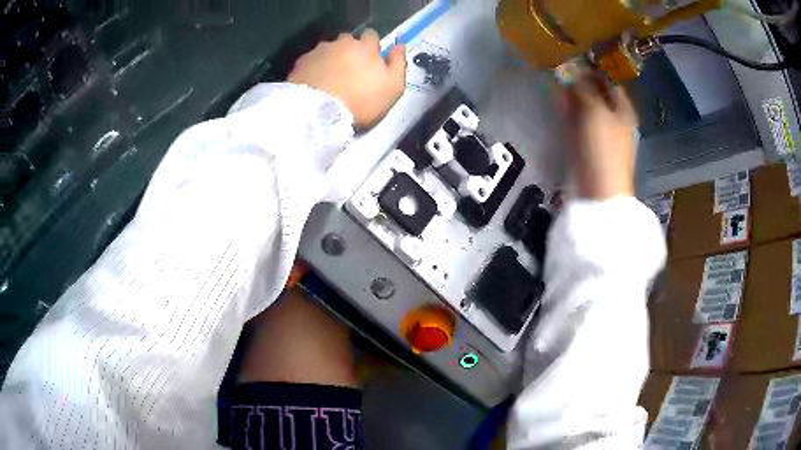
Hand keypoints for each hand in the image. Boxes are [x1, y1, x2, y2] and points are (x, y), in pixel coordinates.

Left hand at [288, 29, 406, 129]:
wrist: (318, 113)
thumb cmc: (362, 101)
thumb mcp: (393, 87)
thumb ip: (398, 63)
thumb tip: (399, 46)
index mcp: (365, 46)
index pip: (371, 36)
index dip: (371, 48)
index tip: (370, 61)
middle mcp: (341, 42)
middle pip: (347, 41)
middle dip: (349, 51)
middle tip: (349, 72)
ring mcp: (318, 51)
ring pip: (327, 50)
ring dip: (330, 60)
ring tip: (330, 80)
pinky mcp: (300, 63)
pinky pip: (310, 62)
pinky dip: (314, 69)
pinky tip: (315, 84)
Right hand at [562, 73, 637, 199]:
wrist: (599, 191)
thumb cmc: (603, 148)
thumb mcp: (596, 112)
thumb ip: (584, 88)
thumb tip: (573, 69)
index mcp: (623, 109)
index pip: (609, 81)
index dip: (593, 70)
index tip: (573, 60)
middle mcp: (614, 118)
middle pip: (596, 93)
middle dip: (579, 82)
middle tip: (560, 70)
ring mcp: (600, 132)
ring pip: (584, 106)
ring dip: (571, 95)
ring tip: (555, 83)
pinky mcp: (587, 144)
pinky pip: (577, 121)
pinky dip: (568, 111)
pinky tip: (557, 102)